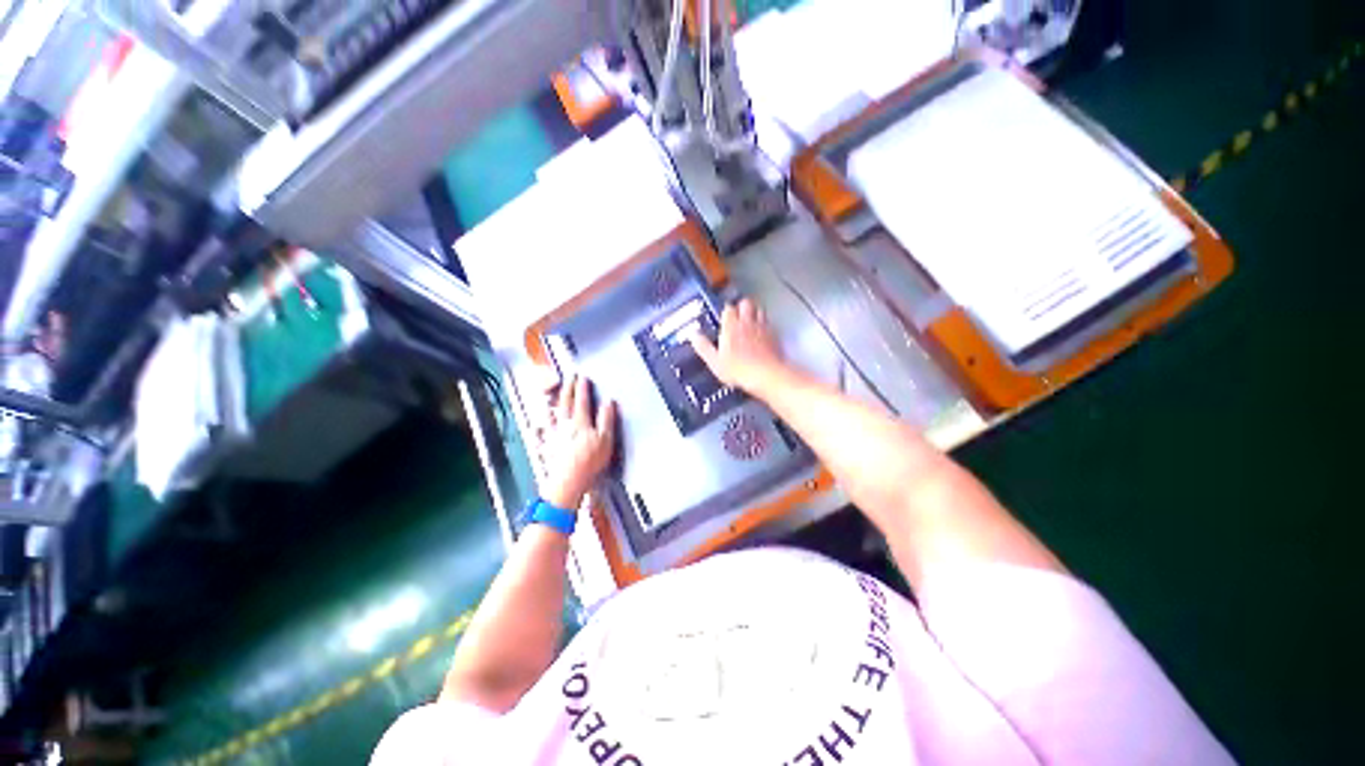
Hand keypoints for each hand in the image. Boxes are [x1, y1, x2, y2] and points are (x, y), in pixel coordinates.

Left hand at [542, 375, 617, 509]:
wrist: (567, 481)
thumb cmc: (589, 462)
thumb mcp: (605, 440)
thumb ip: (606, 419)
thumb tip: (608, 401)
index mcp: (581, 421)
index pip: (582, 400)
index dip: (582, 388)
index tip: (583, 377)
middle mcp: (565, 425)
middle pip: (566, 403)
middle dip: (568, 388)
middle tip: (569, 377)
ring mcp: (554, 435)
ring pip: (553, 414)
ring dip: (554, 402)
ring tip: (552, 393)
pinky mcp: (547, 447)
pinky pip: (543, 432)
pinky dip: (542, 425)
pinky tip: (539, 424)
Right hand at [688, 298, 788, 394]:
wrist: (767, 376)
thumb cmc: (739, 370)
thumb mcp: (715, 362)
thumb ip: (703, 347)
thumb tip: (693, 335)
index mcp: (731, 326)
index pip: (728, 308)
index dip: (725, 312)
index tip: (723, 318)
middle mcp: (747, 322)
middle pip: (745, 303)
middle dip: (741, 307)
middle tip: (737, 316)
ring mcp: (763, 327)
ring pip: (759, 309)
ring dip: (754, 313)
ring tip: (750, 321)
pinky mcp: (775, 335)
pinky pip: (770, 323)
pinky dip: (765, 325)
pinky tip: (762, 334)